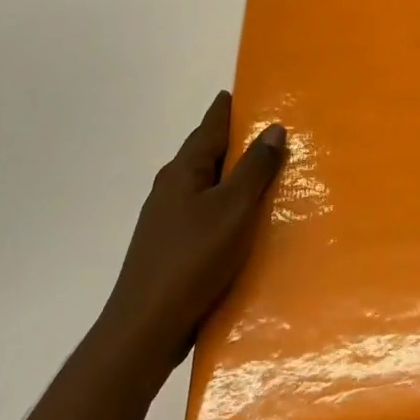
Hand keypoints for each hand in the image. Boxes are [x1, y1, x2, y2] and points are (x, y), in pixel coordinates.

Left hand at [101, 92, 285, 361]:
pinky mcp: (171, 247)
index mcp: (184, 170)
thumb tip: (273, 127)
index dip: (228, 107)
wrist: (145, 328)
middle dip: (235, 140)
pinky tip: (243, 219)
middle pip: (207, 152)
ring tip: (265, 173)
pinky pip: (204, 211)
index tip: (246, 91)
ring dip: (232, 175)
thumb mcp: (234, 208)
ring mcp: (167, 219)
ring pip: (206, 184)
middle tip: (271, 130)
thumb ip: (255, 168)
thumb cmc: (193, 259)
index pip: (210, 125)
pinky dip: (226, 204)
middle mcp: (171, 187)